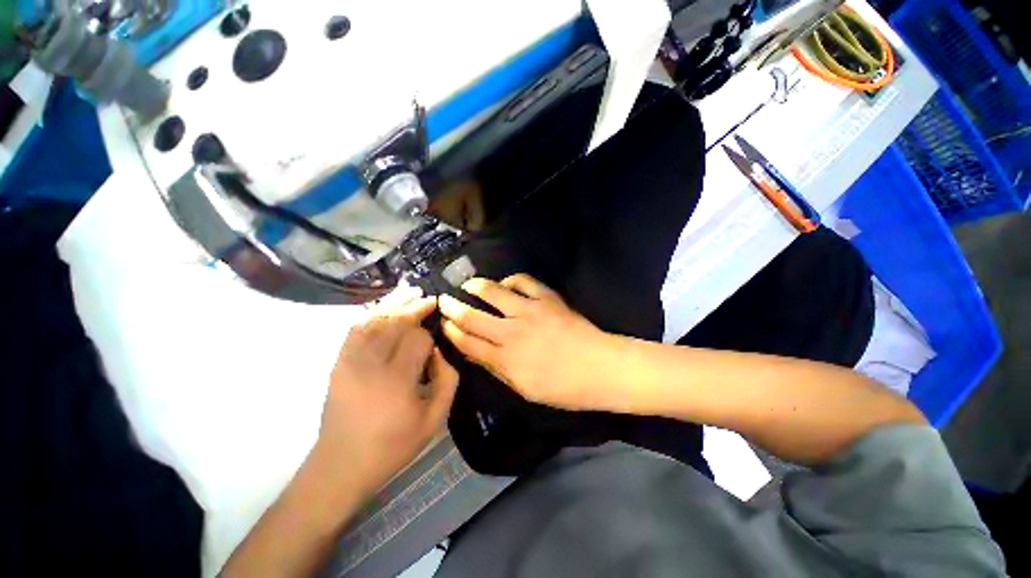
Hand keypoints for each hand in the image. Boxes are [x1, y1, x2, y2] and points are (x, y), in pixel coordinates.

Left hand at [317, 297, 457, 494]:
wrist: (341, 465)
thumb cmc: (393, 445)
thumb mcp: (435, 420)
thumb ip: (448, 380)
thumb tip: (440, 353)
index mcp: (397, 379)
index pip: (418, 338)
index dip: (430, 337)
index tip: (435, 345)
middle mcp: (371, 363)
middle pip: (397, 323)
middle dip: (416, 310)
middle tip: (430, 302)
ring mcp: (350, 361)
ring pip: (376, 320)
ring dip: (396, 308)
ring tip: (411, 300)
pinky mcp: (338, 363)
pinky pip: (355, 329)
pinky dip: (371, 316)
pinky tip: (385, 313)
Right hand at [438, 274, 612, 410]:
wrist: (601, 368)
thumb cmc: (564, 388)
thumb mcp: (525, 389)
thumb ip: (497, 369)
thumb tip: (474, 353)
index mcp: (506, 360)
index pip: (468, 342)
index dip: (451, 331)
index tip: (442, 322)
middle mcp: (512, 332)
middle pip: (472, 316)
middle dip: (452, 307)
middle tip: (442, 300)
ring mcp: (530, 311)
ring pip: (493, 292)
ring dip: (475, 286)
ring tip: (466, 285)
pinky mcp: (546, 298)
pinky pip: (522, 281)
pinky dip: (510, 279)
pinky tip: (505, 284)